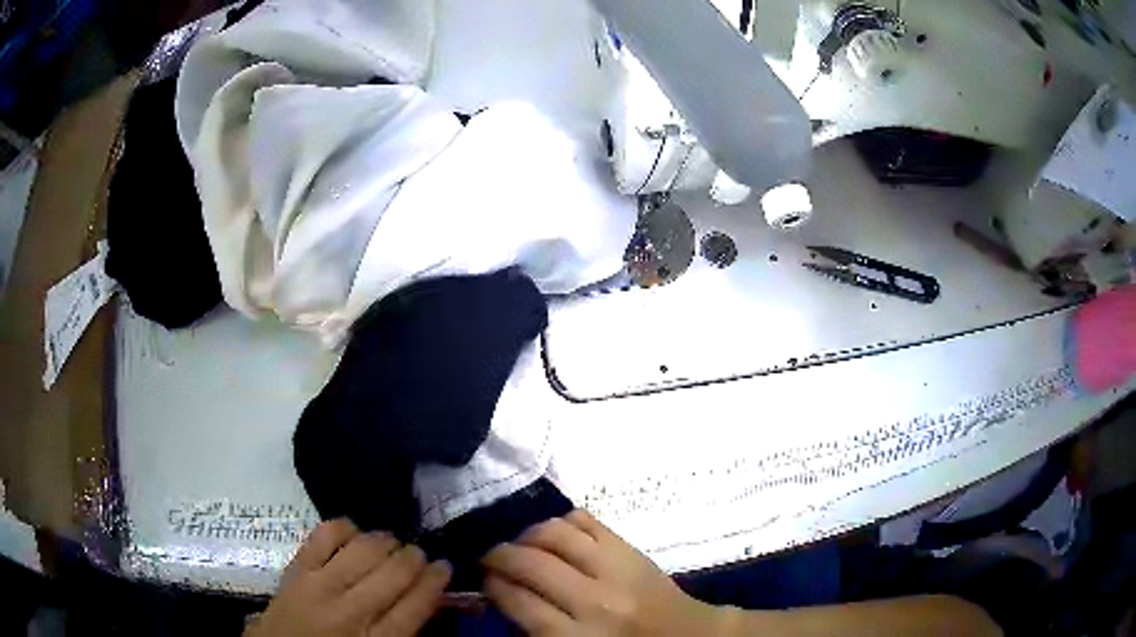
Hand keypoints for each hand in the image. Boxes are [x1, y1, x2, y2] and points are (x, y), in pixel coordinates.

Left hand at [246, 519, 450, 636]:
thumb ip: (404, 628)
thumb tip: (428, 598)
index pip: (414, 605)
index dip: (434, 582)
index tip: (445, 566)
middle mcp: (349, 611)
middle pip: (392, 575)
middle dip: (414, 558)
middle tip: (420, 554)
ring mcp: (318, 585)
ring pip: (363, 551)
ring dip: (385, 541)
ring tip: (392, 543)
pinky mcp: (295, 568)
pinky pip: (323, 535)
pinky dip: (343, 527)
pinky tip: (354, 532)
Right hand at [482, 510, 727, 635]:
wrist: (686, 635)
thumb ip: (537, 628)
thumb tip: (501, 592)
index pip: (517, 601)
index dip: (492, 585)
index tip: (484, 580)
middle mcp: (594, 600)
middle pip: (528, 563)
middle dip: (498, 556)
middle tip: (491, 558)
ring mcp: (615, 568)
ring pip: (554, 533)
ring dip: (526, 535)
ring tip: (520, 544)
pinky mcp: (630, 547)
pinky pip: (585, 519)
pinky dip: (561, 522)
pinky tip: (554, 534)